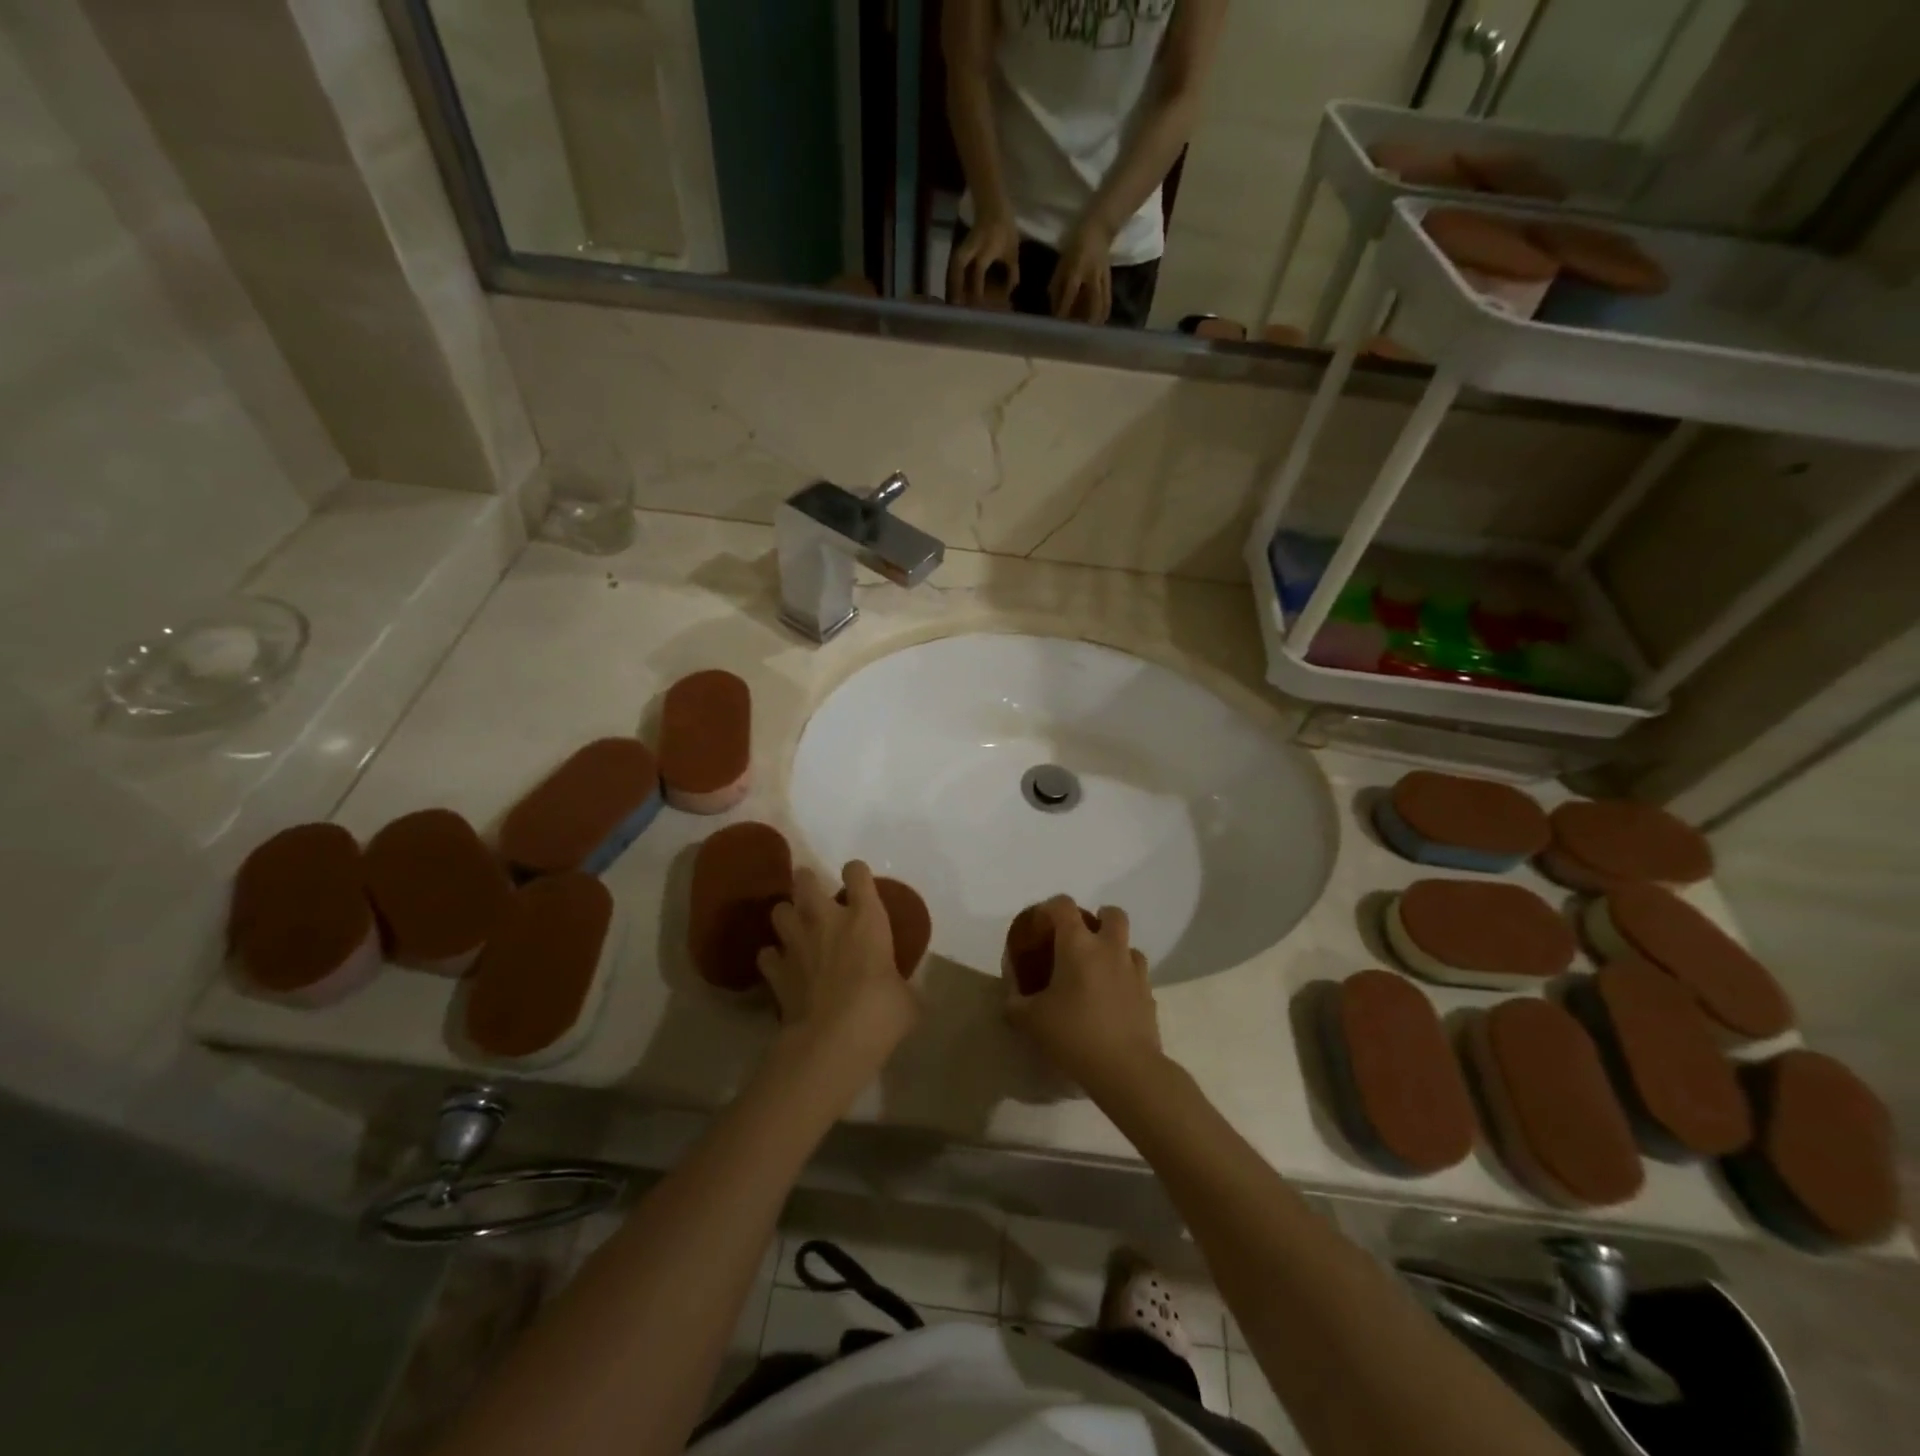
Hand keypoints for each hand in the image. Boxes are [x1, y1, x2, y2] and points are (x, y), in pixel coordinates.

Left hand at [759, 862, 919, 1085]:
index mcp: (866, 918)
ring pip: (779, 911)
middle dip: (807, 882)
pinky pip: (766, 955)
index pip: (857, 873)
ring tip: (796, 928)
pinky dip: (772, 958)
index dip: (856, 873)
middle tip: (815, 895)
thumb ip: (904, 985)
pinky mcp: (776, 971)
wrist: (833, 1040)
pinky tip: (781, 967)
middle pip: (805, 880)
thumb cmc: (881, 1012)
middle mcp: (827, 920)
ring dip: (787, 916)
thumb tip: (906, 993)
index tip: (858, 882)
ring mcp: (796, 943)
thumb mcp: (909, 999)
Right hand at [949, 209, 1020, 307]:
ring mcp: (965, 245)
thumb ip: (1012, 271)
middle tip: (955, 303)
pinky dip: (953, 275)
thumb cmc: (1005, 228)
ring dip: (952, 280)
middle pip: (959, 265)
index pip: (978, 272)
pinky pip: (956, 262)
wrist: (993, 205)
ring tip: (951, 299)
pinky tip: (953, 287)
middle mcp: (973, 247)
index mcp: (987, 248)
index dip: (977, 289)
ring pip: (955, 263)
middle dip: (955, 284)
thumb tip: (1011, 290)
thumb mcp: (1012, 250)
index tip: (977, 304)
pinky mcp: (962, 246)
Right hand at [1005, 897, 1160, 1095]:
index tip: (1040, 925)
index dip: (1050, 908)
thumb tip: (1012, 989)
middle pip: (1112, 914)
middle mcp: (1109, 949)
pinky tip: (1111, 1000)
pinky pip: (1137, 975)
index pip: (1064, 905)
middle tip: (1079, 941)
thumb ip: (1014, 999)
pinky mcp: (1149, 995)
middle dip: (1097, 918)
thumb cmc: (1073, 1035)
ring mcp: (1134, 971)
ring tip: (1097, 973)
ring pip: (1128, 944)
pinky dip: (1124, 978)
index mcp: (1078, 945)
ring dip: (1114, 950)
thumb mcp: (1029, 1019)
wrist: (1126, 1069)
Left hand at [1050, 218, 1114, 324]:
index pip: (1070, 293)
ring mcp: (1103, 278)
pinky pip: (1107, 300)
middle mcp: (1091, 275)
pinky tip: (1099, 323)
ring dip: (1096, 321)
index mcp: (1077, 269)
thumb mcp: (1062, 262)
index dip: (1064, 310)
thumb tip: (1053, 308)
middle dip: (1084, 321)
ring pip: (1102, 304)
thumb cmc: (1076, 244)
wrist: (1100, 228)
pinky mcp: (1109, 280)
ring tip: (1089, 334)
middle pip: (1091, 303)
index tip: (1058, 324)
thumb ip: (1057, 285)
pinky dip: (1103, 313)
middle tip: (1077, 335)